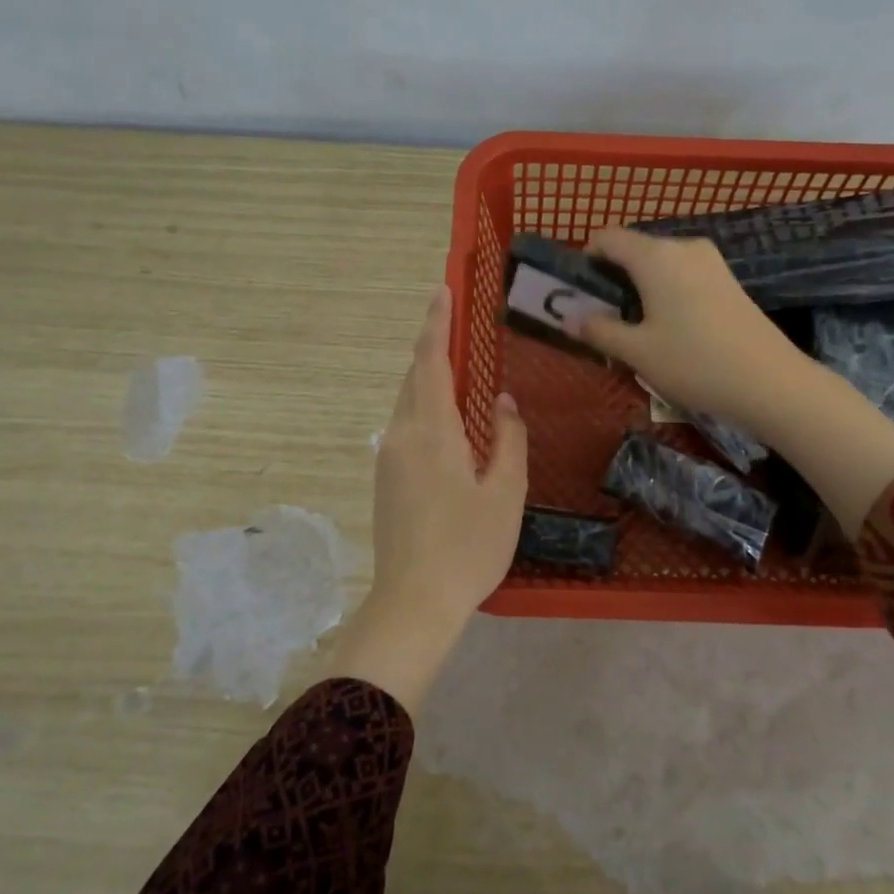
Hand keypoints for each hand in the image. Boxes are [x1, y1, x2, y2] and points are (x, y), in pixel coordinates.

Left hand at [331, 286, 526, 713]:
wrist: (413, 602)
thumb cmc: (468, 547)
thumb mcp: (505, 492)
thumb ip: (508, 439)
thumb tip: (501, 401)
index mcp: (431, 431)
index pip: (431, 362)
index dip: (436, 324)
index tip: (441, 290)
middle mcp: (401, 435)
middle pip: (415, 379)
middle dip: (432, 348)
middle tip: (454, 324)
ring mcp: (388, 458)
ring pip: (408, 404)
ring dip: (428, 381)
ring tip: (457, 371)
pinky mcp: (385, 480)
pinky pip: (405, 428)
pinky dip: (425, 410)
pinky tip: (447, 425)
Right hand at [571, 227, 812, 439]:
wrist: (771, 382)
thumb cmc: (694, 362)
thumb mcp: (637, 351)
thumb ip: (599, 330)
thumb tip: (569, 318)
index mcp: (655, 256)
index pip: (607, 237)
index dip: (586, 259)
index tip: (580, 293)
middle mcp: (683, 247)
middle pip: (634, 249)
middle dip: (613, 276)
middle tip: (604, 317)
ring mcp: (710, 261)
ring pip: (660, 263)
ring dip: (640, 286)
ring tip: (636, 326)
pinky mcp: (728, 279)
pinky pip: (683, 273)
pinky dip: (665, 290)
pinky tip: (670, 327)